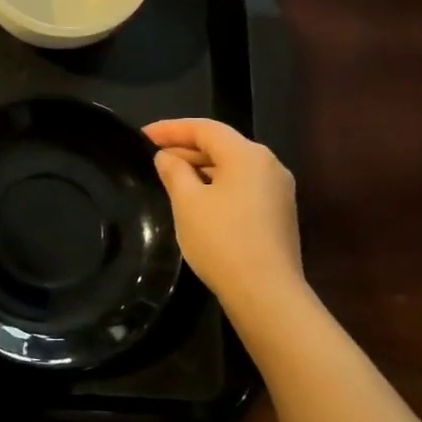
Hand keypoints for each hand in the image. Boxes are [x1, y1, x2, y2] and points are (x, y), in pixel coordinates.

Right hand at [145, 119, 304, 315]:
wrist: (266, 293)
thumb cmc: (222, 240)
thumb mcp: (187, 202)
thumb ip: (174, 172)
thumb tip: (166, 157)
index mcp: (248, 154)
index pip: (205, 128)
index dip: (171, 128)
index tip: (143, 134)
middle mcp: (269, 165)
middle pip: (222, 145)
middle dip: (186, 148)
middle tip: (154, 157)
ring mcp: (278, 191)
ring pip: (233, 167)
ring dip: (201, 168)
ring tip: (170, 178)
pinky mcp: (278, 215)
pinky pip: (242, 187)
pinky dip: (217, 186)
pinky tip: (197, 200)